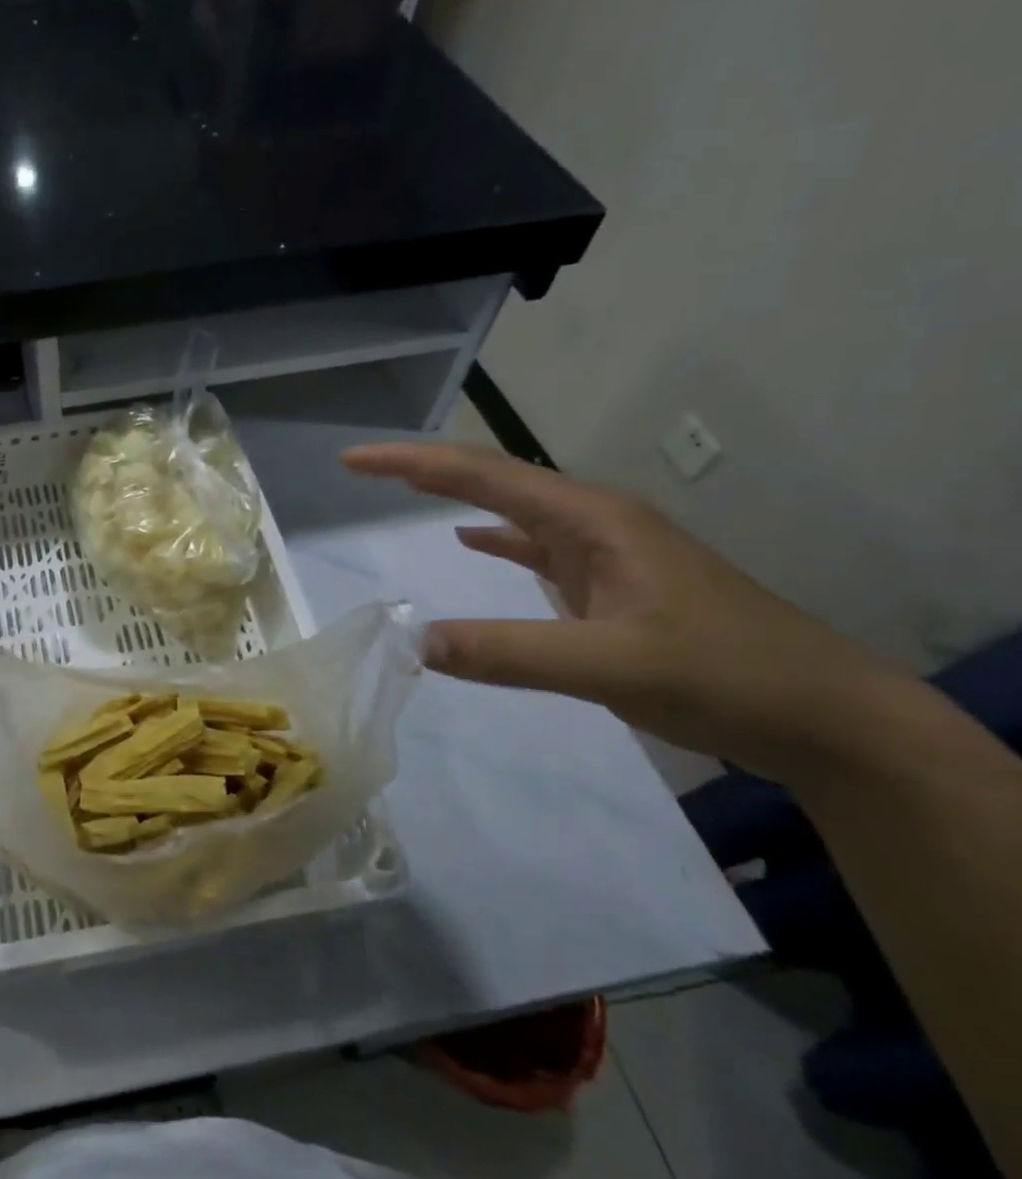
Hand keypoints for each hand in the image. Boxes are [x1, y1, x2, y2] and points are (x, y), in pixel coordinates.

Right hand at [342, 442, 908, 784]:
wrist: (827, 718)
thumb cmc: (726, 675)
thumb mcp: (614, 666)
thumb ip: (511, 653)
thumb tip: (414, 643)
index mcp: (592, 519)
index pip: (483, 474)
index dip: (412, 464)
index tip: (353, 460)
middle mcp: (595, 523)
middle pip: (493, 480)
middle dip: (424, 470)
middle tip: (361, 467)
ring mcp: (605, 554)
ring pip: (512, 511)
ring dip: (455, 496)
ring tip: (402, 489)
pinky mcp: (610, 587)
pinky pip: (535, 547)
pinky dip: (494, 538)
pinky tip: (469, 541)